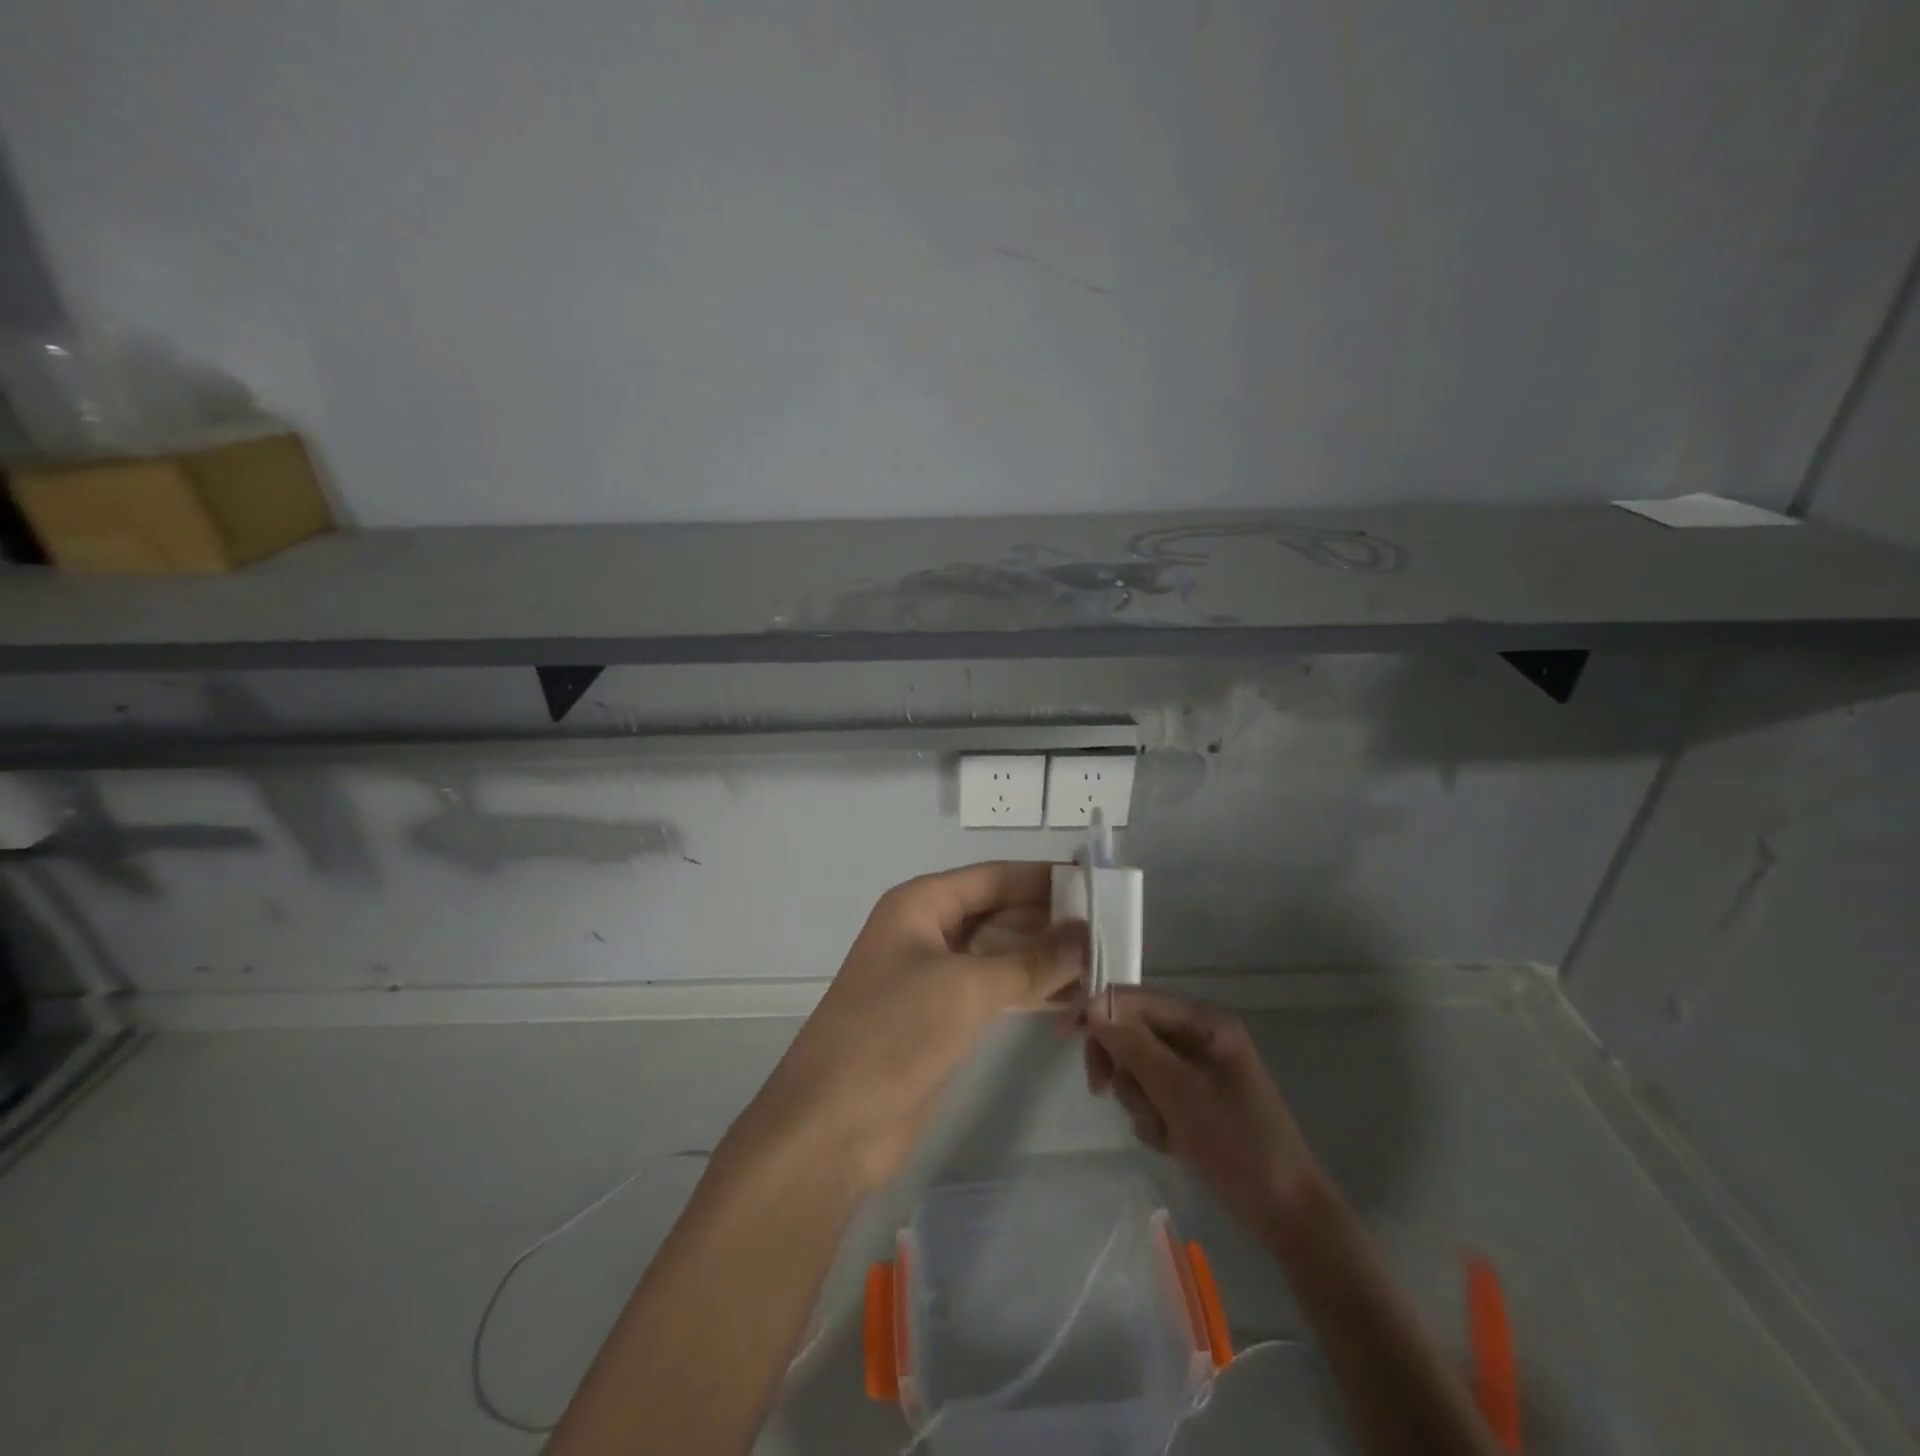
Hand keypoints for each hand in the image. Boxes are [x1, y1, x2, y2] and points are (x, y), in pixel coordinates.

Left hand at [737, 862, 1085, 1192]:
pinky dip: (1031, 993)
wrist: (832, 1126)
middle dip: (1052, 924)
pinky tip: (1073, 1002)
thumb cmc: (892, 1034)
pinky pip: (996, 991)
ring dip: (1047, 961)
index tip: (1099, 886)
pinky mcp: (944, 1018)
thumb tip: (1086, 934)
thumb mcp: (965, 989)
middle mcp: (928, 931)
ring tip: (1104, 969)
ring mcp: (935, 976)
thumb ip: (1030, 961)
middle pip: (1001, 914)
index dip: (1045, 879)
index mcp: (922, 904)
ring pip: (1002, 955)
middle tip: (1113, 935)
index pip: (995, 877)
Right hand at [1085, 986, 1321, 1232]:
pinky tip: (1172, 1143)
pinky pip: (1153, 1095)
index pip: (1137, 1000)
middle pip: (1134, 1032)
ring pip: (1139, 1068)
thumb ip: (1134, 1046)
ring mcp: (1197, 1071)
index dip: (1098, 1011)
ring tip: (1162, 1130)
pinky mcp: (1194, 1102)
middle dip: (1121, 1065)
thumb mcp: (1179, 1092)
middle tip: (1101, 1091)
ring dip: (1139, 1099)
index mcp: (1204, 1023)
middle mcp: (1199, 1038)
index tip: (1063, 1034)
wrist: (1286, 1214)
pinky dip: (1153, 1117)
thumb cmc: (1237, 1144)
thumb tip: (1092, 1005)